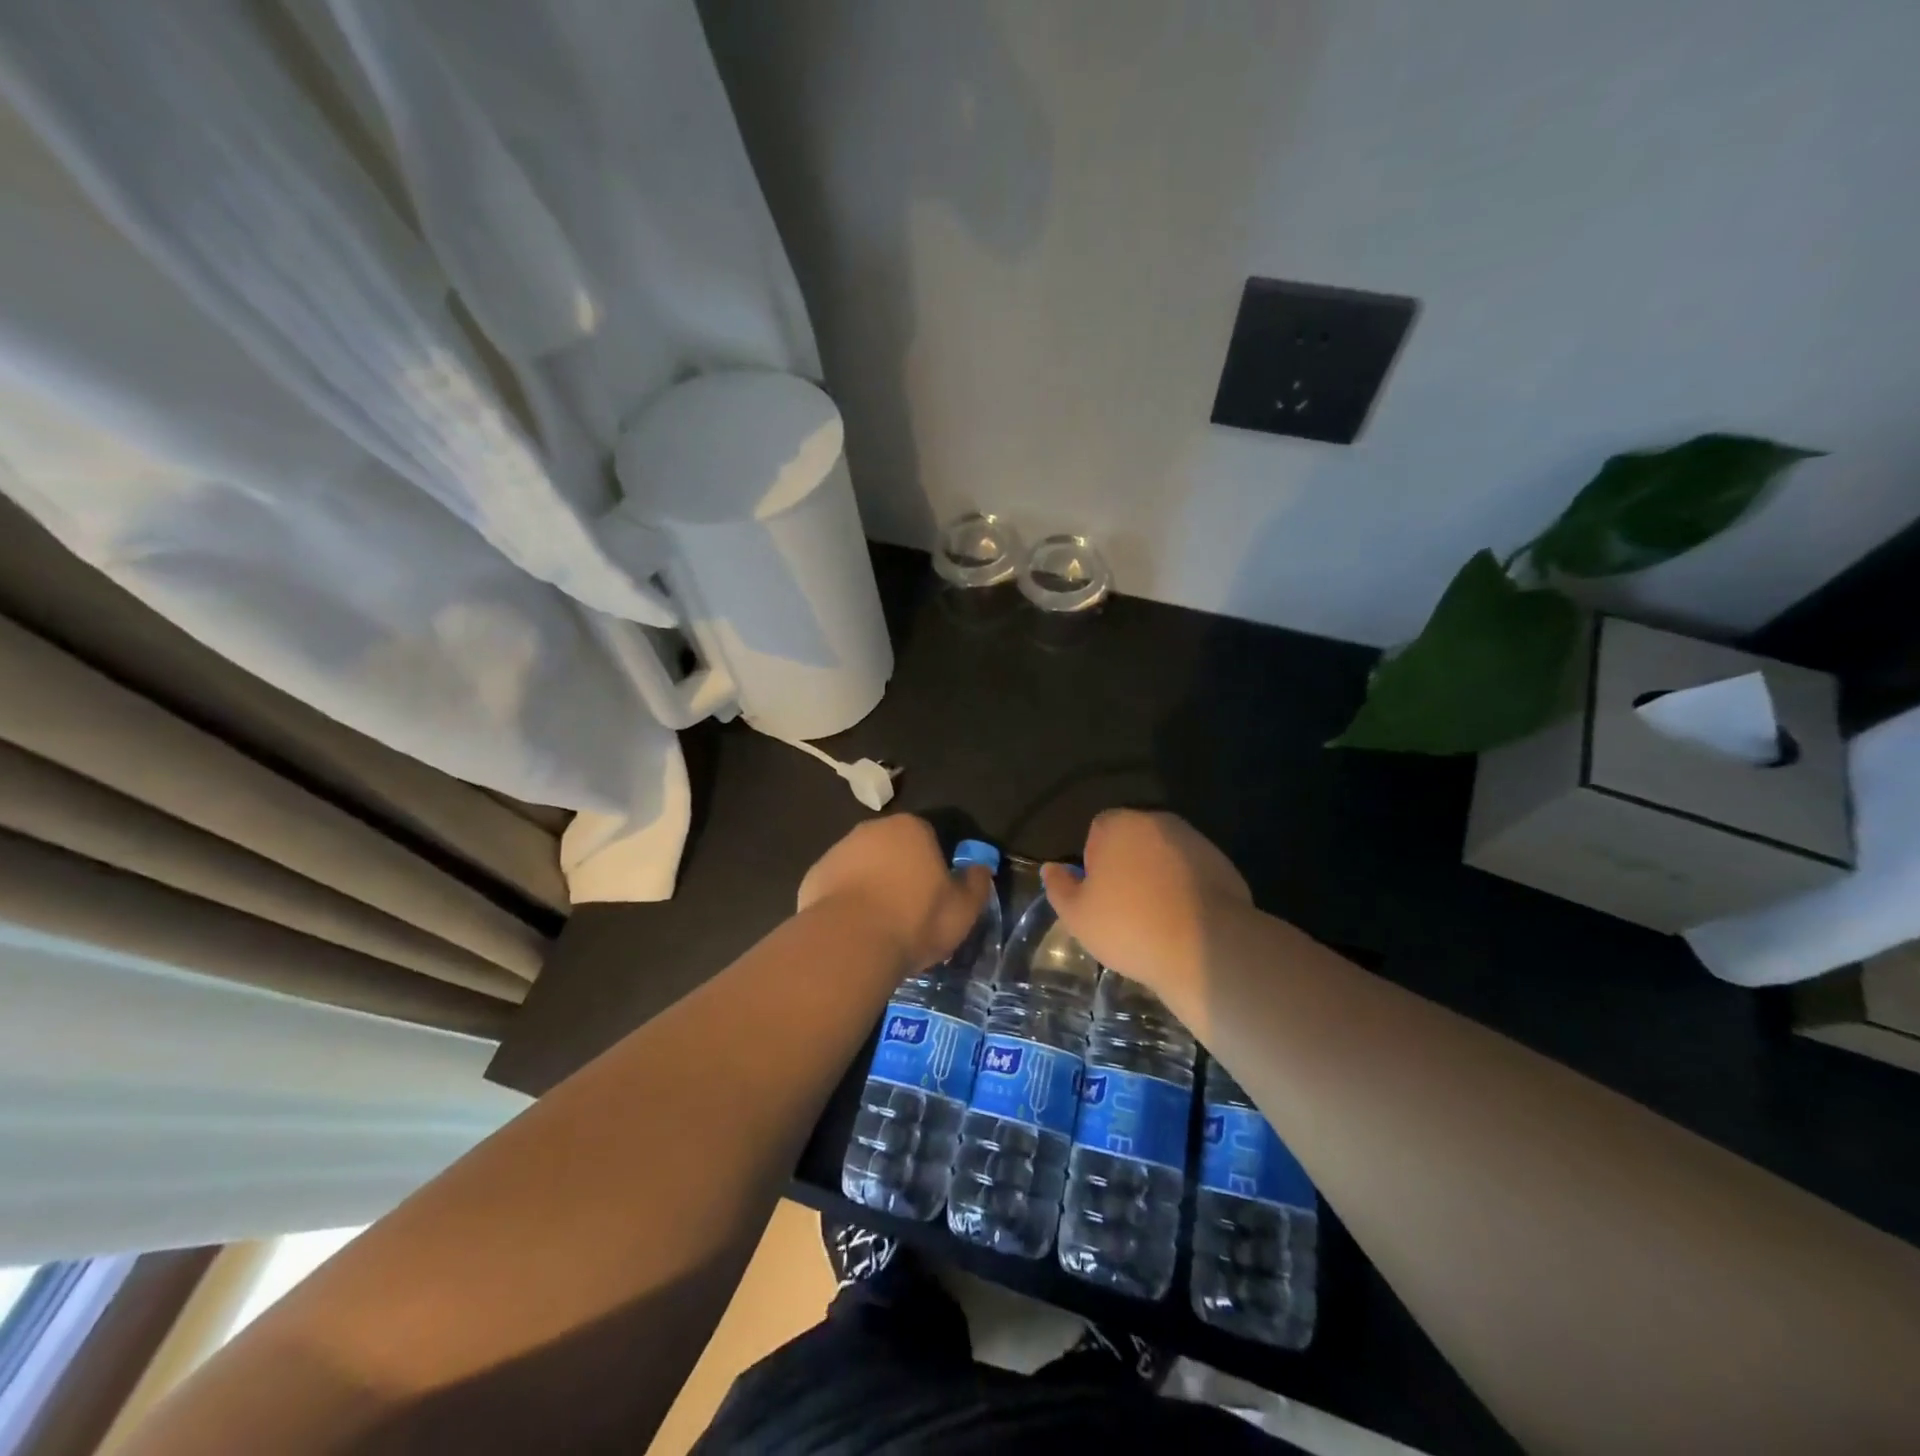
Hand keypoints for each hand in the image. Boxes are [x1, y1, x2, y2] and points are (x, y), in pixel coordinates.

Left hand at [798, 815, 991, 970]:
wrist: (850, 942)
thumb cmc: (915, 920)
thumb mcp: (963, 910)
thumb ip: (976, 885)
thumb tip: (981, 869)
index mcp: (912, 828)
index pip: (929, 838)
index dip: (935, 866)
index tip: (937, 895)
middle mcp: (872, 829)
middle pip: (893, 849)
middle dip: (901, 872)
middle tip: (909, 911)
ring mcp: (838, 850)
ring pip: (863, 866)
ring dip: (871, 886)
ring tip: (879, 925)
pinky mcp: (814, 875)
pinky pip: (837, 886)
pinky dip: (845, 902)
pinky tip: (853, 930)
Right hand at [1042, 810, 1250, 999]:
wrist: (1206, 947)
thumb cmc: (1129, 926)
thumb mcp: (1077, 915)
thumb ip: (1059, 886)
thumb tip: (1051, 868)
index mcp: (1118, 825)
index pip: (1098, 830)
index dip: (1094, 861)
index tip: (1099, 894)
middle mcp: (1157, 822)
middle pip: (1133, 839)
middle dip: (1127, 865)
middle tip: (1124, 906)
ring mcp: (1195, 841)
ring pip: (1165, 855)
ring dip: (1158, 876)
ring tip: (1156, 918)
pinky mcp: (1224, 864)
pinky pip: (1193, 873)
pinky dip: (1187, 889)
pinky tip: (1184, 922)